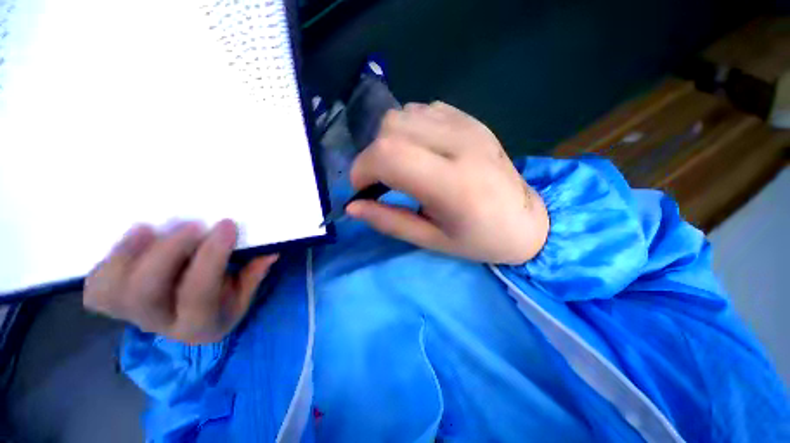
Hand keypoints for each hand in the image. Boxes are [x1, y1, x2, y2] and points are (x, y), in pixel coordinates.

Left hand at [84, 220, 277, 343]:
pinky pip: (96, 288)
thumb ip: (254, 273)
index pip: (200, 292)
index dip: (211, 256)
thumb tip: (270, 251)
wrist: (189, 323)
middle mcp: (160, 325)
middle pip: (146, 293)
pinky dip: (106, 264)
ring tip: (148, 229)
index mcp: (200, 325)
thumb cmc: (222, 306)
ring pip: (111, 292)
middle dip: (166, 252)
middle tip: (190, 225)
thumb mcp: (244, 294)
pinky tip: (132, 242)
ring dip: (125, 255)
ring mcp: (131, 316)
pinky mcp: (114, 305)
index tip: (226, 225)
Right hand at [348, 102, 548, 264]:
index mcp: (454, 183)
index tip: (362, 190)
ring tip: (401, 167)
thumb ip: (389, 222)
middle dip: (372, 156)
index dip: (362, 169)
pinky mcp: (471, 120)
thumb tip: (352, 207)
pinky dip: (408, 130)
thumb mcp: (431, 240)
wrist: (526, 221)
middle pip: (392, 127)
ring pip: (403, 114)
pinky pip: (422, 111)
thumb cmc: (480, 240)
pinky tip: (420, 152)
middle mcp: (461, 144)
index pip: (389, 154)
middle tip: (381, 181)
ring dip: (389, 141)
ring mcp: (468, 126)